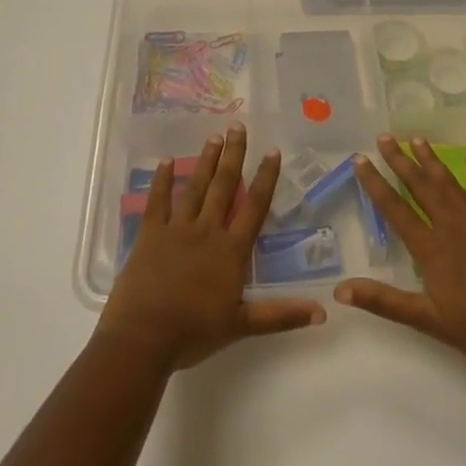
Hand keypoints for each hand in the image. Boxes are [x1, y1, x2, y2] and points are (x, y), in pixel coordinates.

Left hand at [98, 123, 324, 371]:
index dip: (265, 178)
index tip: (272, 151)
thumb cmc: (193, 332)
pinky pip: (157, 201)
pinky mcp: (149, 234)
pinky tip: (165, 161)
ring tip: (214, 137)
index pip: (254, 207)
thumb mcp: (242, 325)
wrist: (143, 338)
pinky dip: (161, 180)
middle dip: (233, 155)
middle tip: (237, 126)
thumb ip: (281, 315)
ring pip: (195, 187)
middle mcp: (206, 230)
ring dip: (205, 161)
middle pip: (223, 186)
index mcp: (230, 250)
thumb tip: (322, 311)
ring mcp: (176, 229)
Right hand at [336, 134, 465, 373]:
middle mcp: (452, 228)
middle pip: (422, 188)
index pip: (396, 209)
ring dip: (432, 161)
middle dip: (401, 161)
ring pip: (451, 185)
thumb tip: (341, 290)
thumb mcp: (427, 321)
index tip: (360, 159)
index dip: (376, 184)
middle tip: (385, 137)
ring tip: (417, 139)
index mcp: (431, 249)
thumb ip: (384, 301)